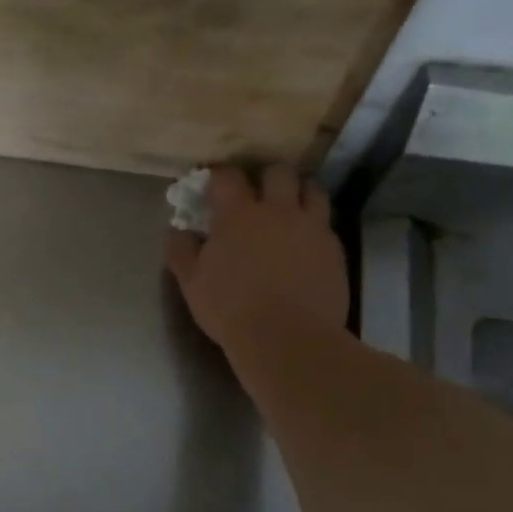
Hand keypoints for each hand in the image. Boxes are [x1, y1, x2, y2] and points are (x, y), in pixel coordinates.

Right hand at [165, 164, 348, 370]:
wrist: (288, 339)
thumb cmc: (230, 309)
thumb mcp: (191, 283)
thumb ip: (181, 250)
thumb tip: (178, 231)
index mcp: (237, 215)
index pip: (228, 176)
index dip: (219, 176)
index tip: (212, 185)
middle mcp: (278, 211)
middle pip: (278, 172)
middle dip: (265, 177)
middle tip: (256, 194)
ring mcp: (311, 228)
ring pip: (312, 190)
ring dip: (298, 193)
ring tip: (289, 210)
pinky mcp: (334, 249)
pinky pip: (326, 224)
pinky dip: (314, 226)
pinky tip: (305, 244)